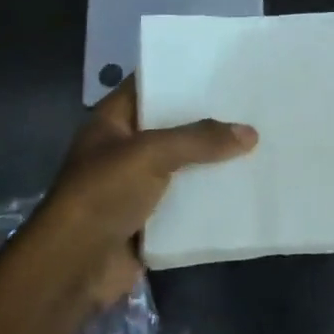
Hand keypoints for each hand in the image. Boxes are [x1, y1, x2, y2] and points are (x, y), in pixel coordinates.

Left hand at [30, 78, 257, 308]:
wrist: (74, 266)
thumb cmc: (103, 194)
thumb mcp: (150, 154)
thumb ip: (199, 140)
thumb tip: (250, 133)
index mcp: (112, 122)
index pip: (148, 86)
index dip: (180, 75)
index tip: (220, 67)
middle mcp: (124, 149)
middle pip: (171, 127)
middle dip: (206, 120)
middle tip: (251, 104)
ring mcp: (136, 186)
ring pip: (182, 166)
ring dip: (212, 161)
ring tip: (258, 142)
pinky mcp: (150, 220)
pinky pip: (186, 202)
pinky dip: (209, 198)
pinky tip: (245, 187)